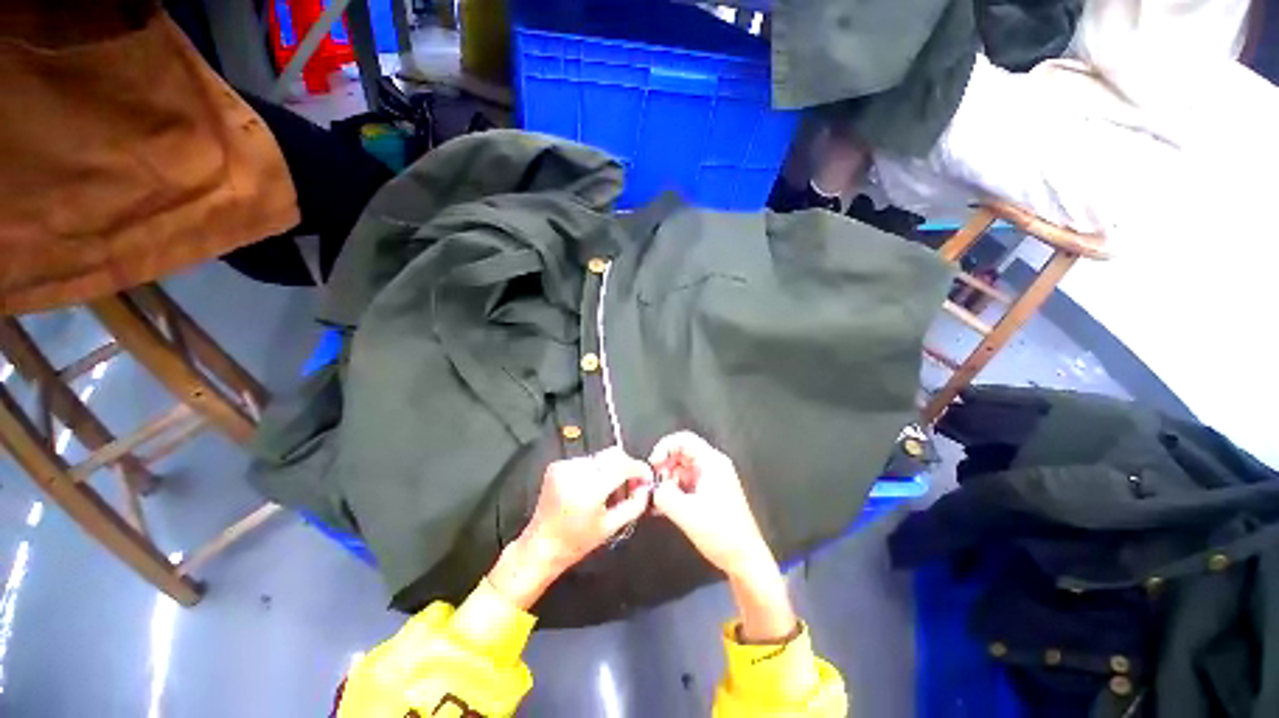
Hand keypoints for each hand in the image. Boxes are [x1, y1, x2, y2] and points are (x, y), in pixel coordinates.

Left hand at [488, 448, 652, 608]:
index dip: (638, 468)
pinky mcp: (557, 465)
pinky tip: (591, 488)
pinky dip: (594, 471)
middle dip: (626, 467)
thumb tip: (646, 487)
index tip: (646, 477)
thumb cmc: (577, 542)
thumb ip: (634, 504)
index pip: (622, 465)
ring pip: (601, 457)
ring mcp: (565, 466)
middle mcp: (576, 472)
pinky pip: (586, 461)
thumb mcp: (611, 527)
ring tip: (607, 491)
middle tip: (629, 486)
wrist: (541, 545)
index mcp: (590, 489)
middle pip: (612, 455)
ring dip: (610, 470)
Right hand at [649, 431, 773, 576]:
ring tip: (658, 499)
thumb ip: (664, 495)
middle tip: (654, 484)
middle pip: (681, 452)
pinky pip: (686, 483)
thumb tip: (653, 488)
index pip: (684, 439)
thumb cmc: (721, 533)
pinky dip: (673, 490)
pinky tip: (662, 507)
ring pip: (681, 469)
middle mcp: (712, 466)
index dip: (664, 446)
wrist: (745, 559)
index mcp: (712, 463)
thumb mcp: (687, 513)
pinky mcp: (709, 494)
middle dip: (664, 465)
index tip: (653, 464)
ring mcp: (711, 480)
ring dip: (667, 480)